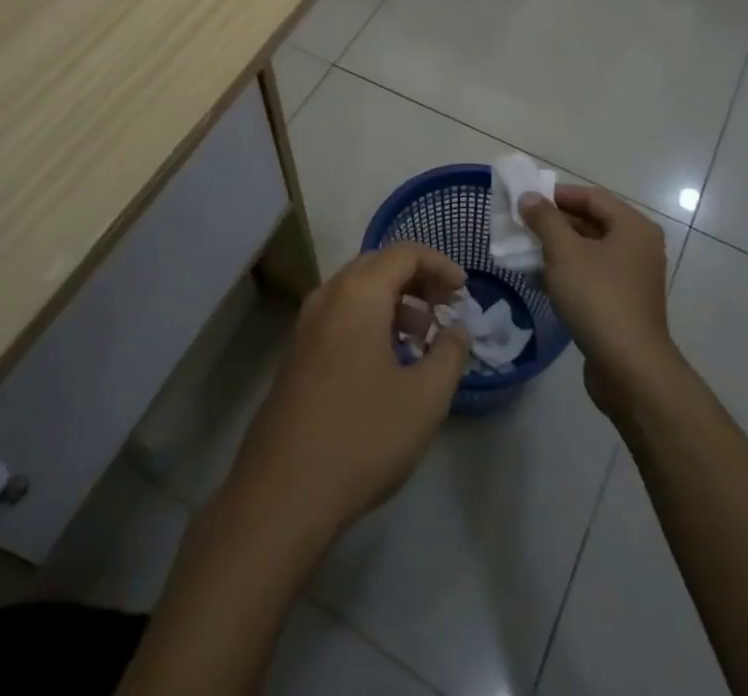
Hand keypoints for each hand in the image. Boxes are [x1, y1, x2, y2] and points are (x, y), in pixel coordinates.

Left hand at [225, 244, 470, 537]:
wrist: (283, 493)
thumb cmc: (362, 436)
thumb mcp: (425, 398)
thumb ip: (449, 353)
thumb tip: (457, 328)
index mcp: (359, 294)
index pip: (404, 253)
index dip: (439, 265)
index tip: (464, 291)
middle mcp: (328, 297)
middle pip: (377, 266)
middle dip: (416, 279)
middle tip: (445, 307)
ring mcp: (306, 326)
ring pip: (356, 292)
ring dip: (393, 302)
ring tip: (420, 338)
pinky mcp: (296, 355)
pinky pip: (340, 317)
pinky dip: (370, 321)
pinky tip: (387, 363)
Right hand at [522, 186, 678, 421]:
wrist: (629, 369)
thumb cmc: (598, 298)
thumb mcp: (564, 252)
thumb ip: (545, 220)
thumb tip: (529, 197)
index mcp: (633, 227)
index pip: (592, 196)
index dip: (558, 194)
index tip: (526, 199)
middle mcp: (638, 247)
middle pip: (592, 222)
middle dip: (555, 223)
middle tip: (521, 225)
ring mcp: (632, 278)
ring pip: (589, 252)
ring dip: (557, 249)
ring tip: (523, 251)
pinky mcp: (622, 304)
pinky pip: (591, 277)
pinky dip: (566, 274)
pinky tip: (537, 280)